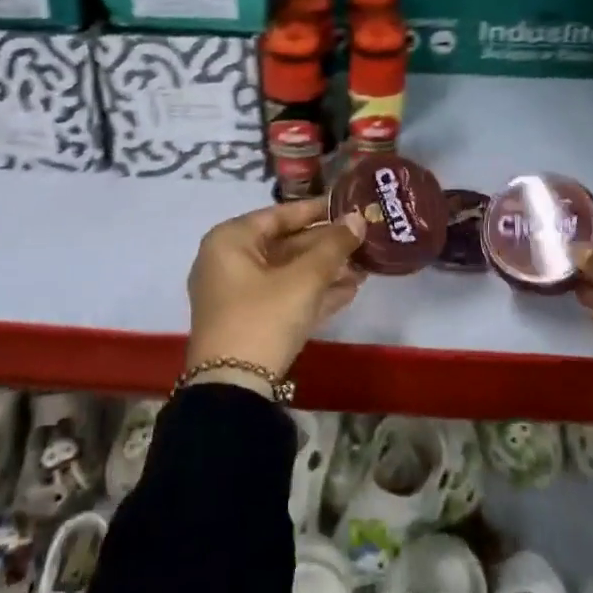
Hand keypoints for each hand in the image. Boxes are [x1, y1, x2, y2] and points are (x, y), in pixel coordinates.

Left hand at [186, 199, 366, 389]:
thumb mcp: (304, 279)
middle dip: (326, 246)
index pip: (278, 214)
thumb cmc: (265, 317)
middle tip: (363, 241)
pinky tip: (349, 291)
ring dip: (324, 271)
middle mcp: (228, 261)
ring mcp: (236, 294)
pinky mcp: (247, 321)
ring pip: (287, 273)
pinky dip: (312, 293)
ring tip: (365, 267)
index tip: (347, 205)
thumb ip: (333, 246)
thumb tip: (358, 218)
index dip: (316, 210)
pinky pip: (283, 296)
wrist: (233, 387)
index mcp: (230, 240)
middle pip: (284, 244)